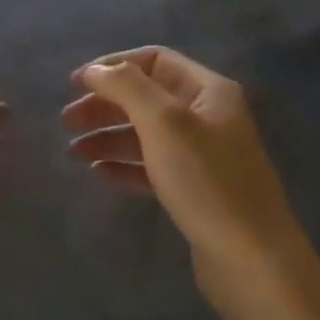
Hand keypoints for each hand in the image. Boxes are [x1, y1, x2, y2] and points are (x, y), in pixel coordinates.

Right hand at [62, 47, 304, 298]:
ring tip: (74, 152)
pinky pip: (152, 166)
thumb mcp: (164, 122)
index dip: (114, 66)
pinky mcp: (194, 190)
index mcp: (208, 90)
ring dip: (108, 136)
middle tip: (67, 120)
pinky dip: (124, 164)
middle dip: (105, 104)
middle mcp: (207, 116)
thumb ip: (127, 87)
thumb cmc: (207, 180)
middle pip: (147, 96)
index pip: (154, 60)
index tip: (75, 84)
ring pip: (146, 133)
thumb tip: (94, 70)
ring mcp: (202, 155)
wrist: (252, 260)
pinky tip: (98, 171)